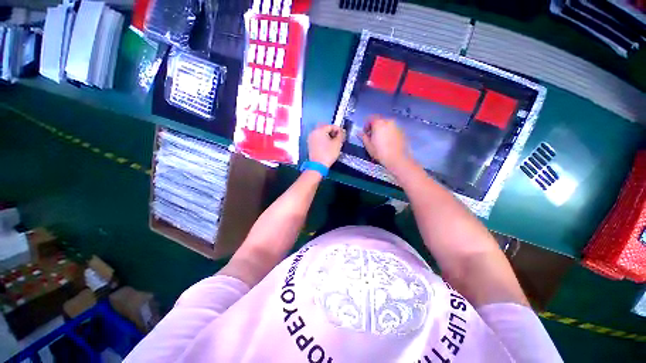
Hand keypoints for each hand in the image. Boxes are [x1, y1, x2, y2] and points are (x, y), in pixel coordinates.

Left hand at [308, 124, 346, 167]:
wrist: (318, 165)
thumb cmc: (328, 154)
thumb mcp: (337, 144)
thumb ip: (340, 135)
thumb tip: (341, 132)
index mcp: (319, 130)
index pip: (330, 126)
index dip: (338, 129)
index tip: (343, 134)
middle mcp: (313, 133)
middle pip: (325, 129)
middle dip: (333, 132)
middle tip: (339, 137)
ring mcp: (311, 139)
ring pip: (321, 134)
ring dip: (328, 136)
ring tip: (334, 142)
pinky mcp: (310, 145)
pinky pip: (318, 139)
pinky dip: (324, 140)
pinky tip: (329, 145)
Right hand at [360, 116, 411, 170]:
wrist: (397, 159)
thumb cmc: (381, 152)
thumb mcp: (368, 146)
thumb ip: (363, 137)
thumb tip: (359, 133)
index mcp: (378, 123)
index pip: (370, 118)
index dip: (366, 125)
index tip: (365, 133)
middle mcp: (388, 121)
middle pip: (379, 121)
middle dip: (374, 127)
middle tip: (372, 137)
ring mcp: (396, 126)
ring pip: (386, 125)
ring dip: (382, 130)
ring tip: (380, 140)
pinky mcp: (402, 131)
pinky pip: (393, 129)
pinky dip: (389, 133)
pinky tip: (387, 142)